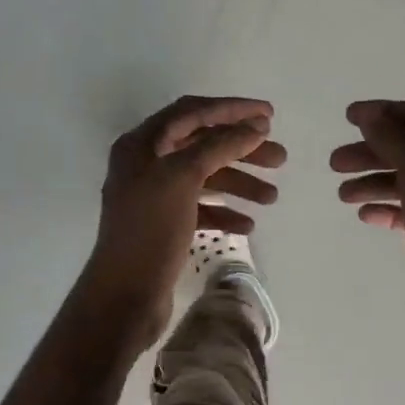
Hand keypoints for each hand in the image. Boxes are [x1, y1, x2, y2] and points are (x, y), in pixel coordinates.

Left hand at [80, 95, 285, 349]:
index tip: (270, 114)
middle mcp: (145, 164)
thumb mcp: (183, 178)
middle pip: (201, 145)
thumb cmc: (151, 230)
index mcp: (142, 144)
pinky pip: (199, 207)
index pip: (192, 112)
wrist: (125, 295)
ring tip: (272, 197)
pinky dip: (224, 211)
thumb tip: (254, 127)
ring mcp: (154, 196)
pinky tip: (247, 224)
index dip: (232, 109)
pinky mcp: (163, 225)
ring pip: (204, 178)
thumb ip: (219, 146)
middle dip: (242, 149)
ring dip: (239, 182)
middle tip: (280, 157)